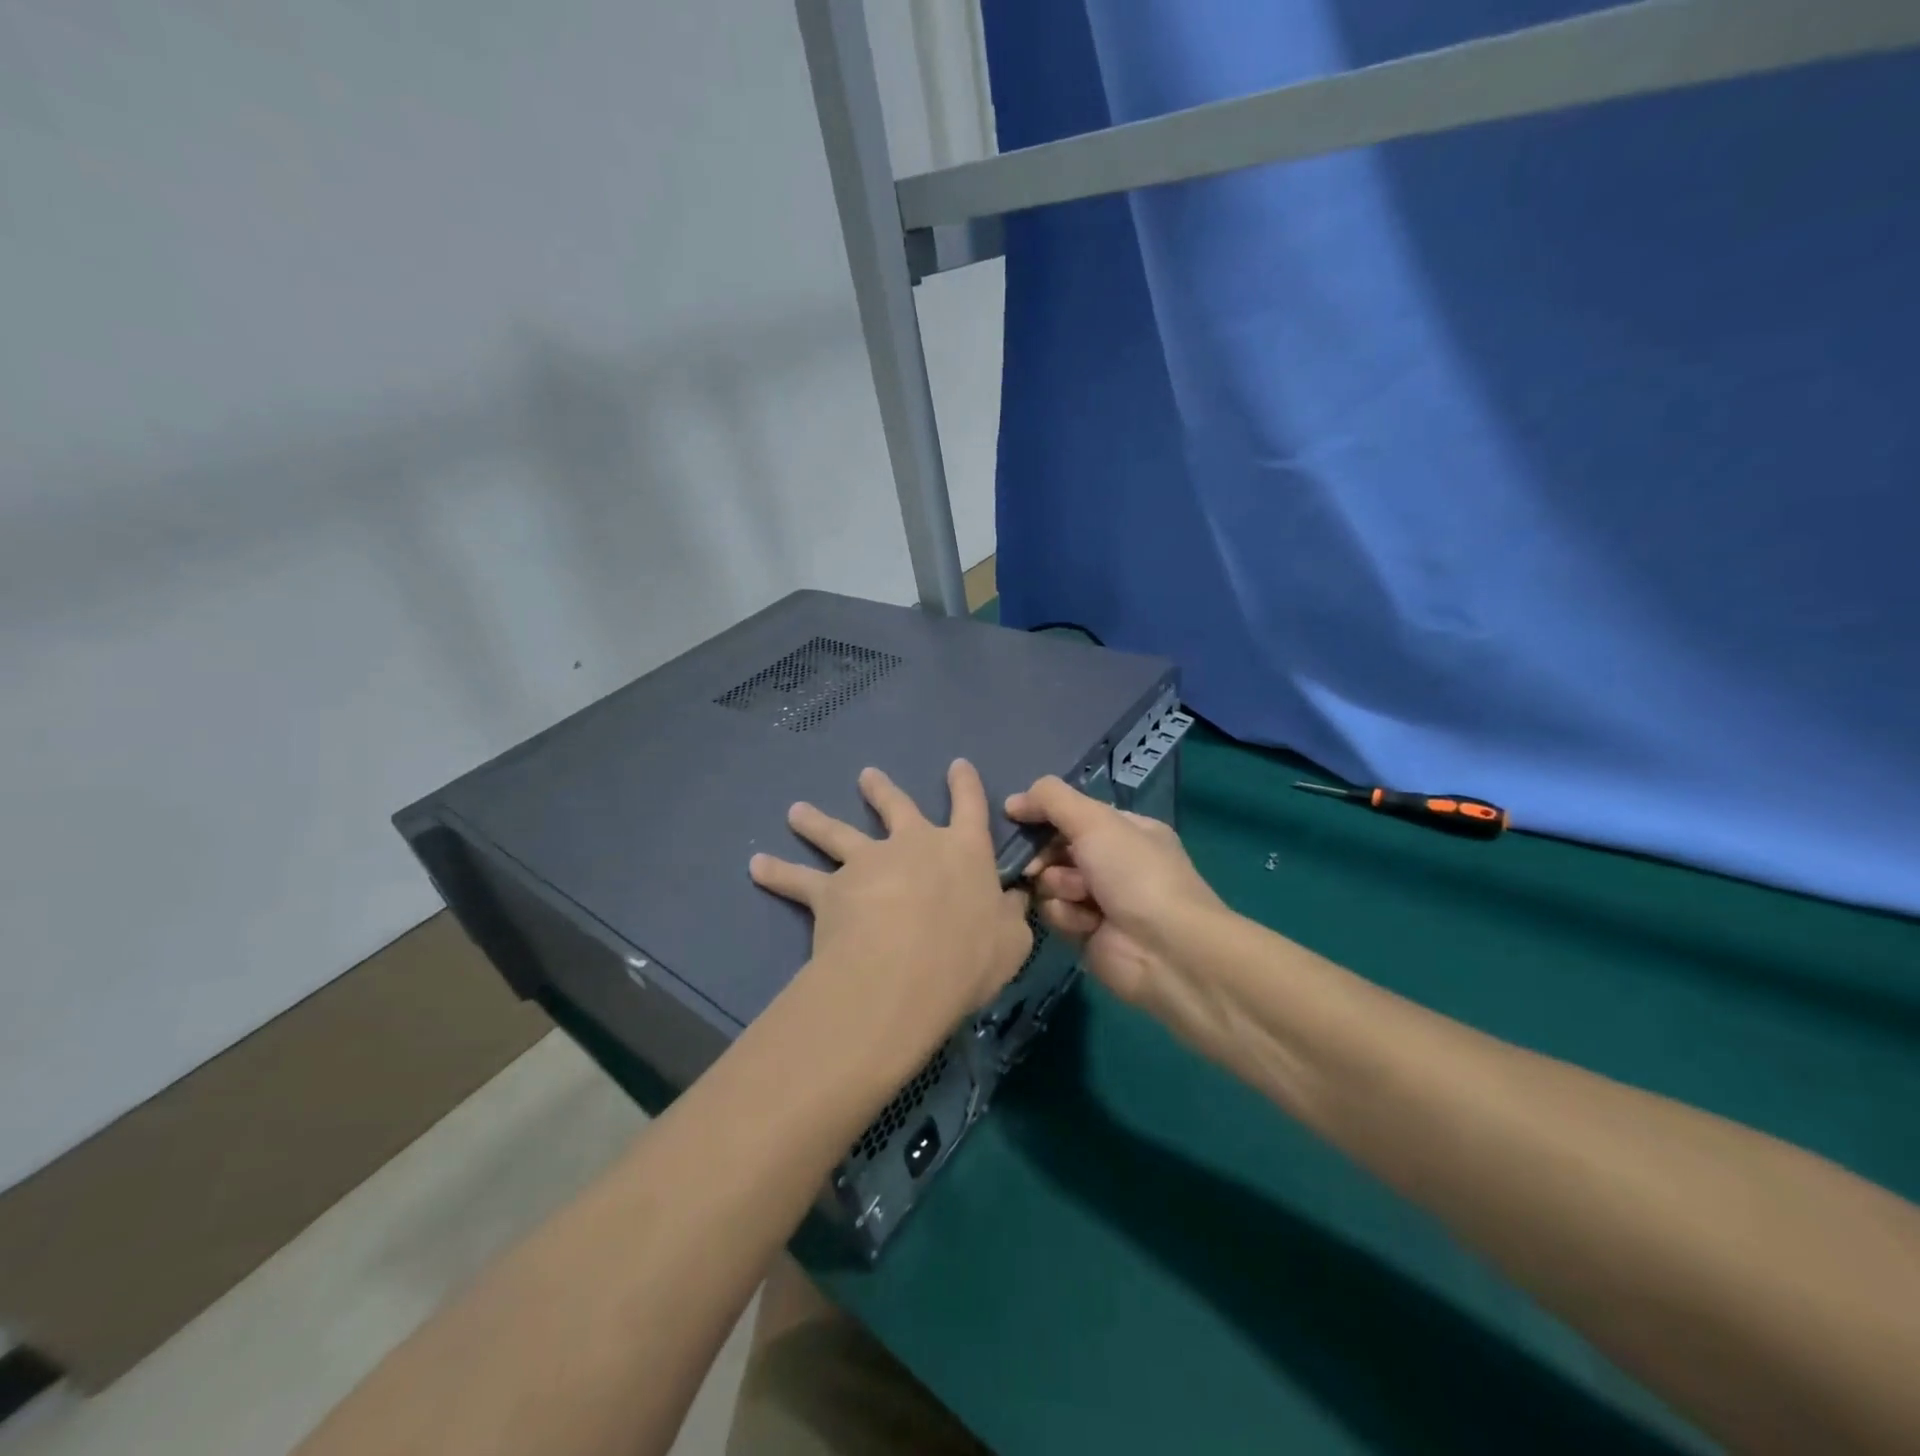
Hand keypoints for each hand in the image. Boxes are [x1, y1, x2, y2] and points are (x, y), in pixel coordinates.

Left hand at [750, 761, 1031, 1074]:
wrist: (904, 971)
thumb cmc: (968, 955)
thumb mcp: (1011, 940)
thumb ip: (1011, 915)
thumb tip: (1015, 899)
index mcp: (962, 851)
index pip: (970, 807)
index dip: (965, 784)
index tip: (957, 764)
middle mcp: (912, 844)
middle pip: (894, 807)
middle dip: (881, 790)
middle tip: (866, 776)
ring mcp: (867, 863)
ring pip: (837, 834)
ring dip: (816, 820)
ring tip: (796, 810)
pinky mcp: (831, 890)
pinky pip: (798, 880)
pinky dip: (776, 872)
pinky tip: (756, 865)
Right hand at [1005, 777, 1221, 1004]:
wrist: (1165, 949)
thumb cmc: (1134, 873)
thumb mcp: (1095, 821)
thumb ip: (1051, 800)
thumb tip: (1012, 802)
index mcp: (1125, 829)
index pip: (1072, 814)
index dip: (1044, 815)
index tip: (1016, 818)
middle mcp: (1113, 861)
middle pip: (1055, 848)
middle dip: (1046, 855)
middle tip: (1038, 865)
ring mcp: (1100, 898)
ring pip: (1050, 882)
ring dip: (1059, 887)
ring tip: (1080, 898)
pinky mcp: (1087, 932)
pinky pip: (1056, 914)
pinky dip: (1067, 916)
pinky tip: (1086, 924)